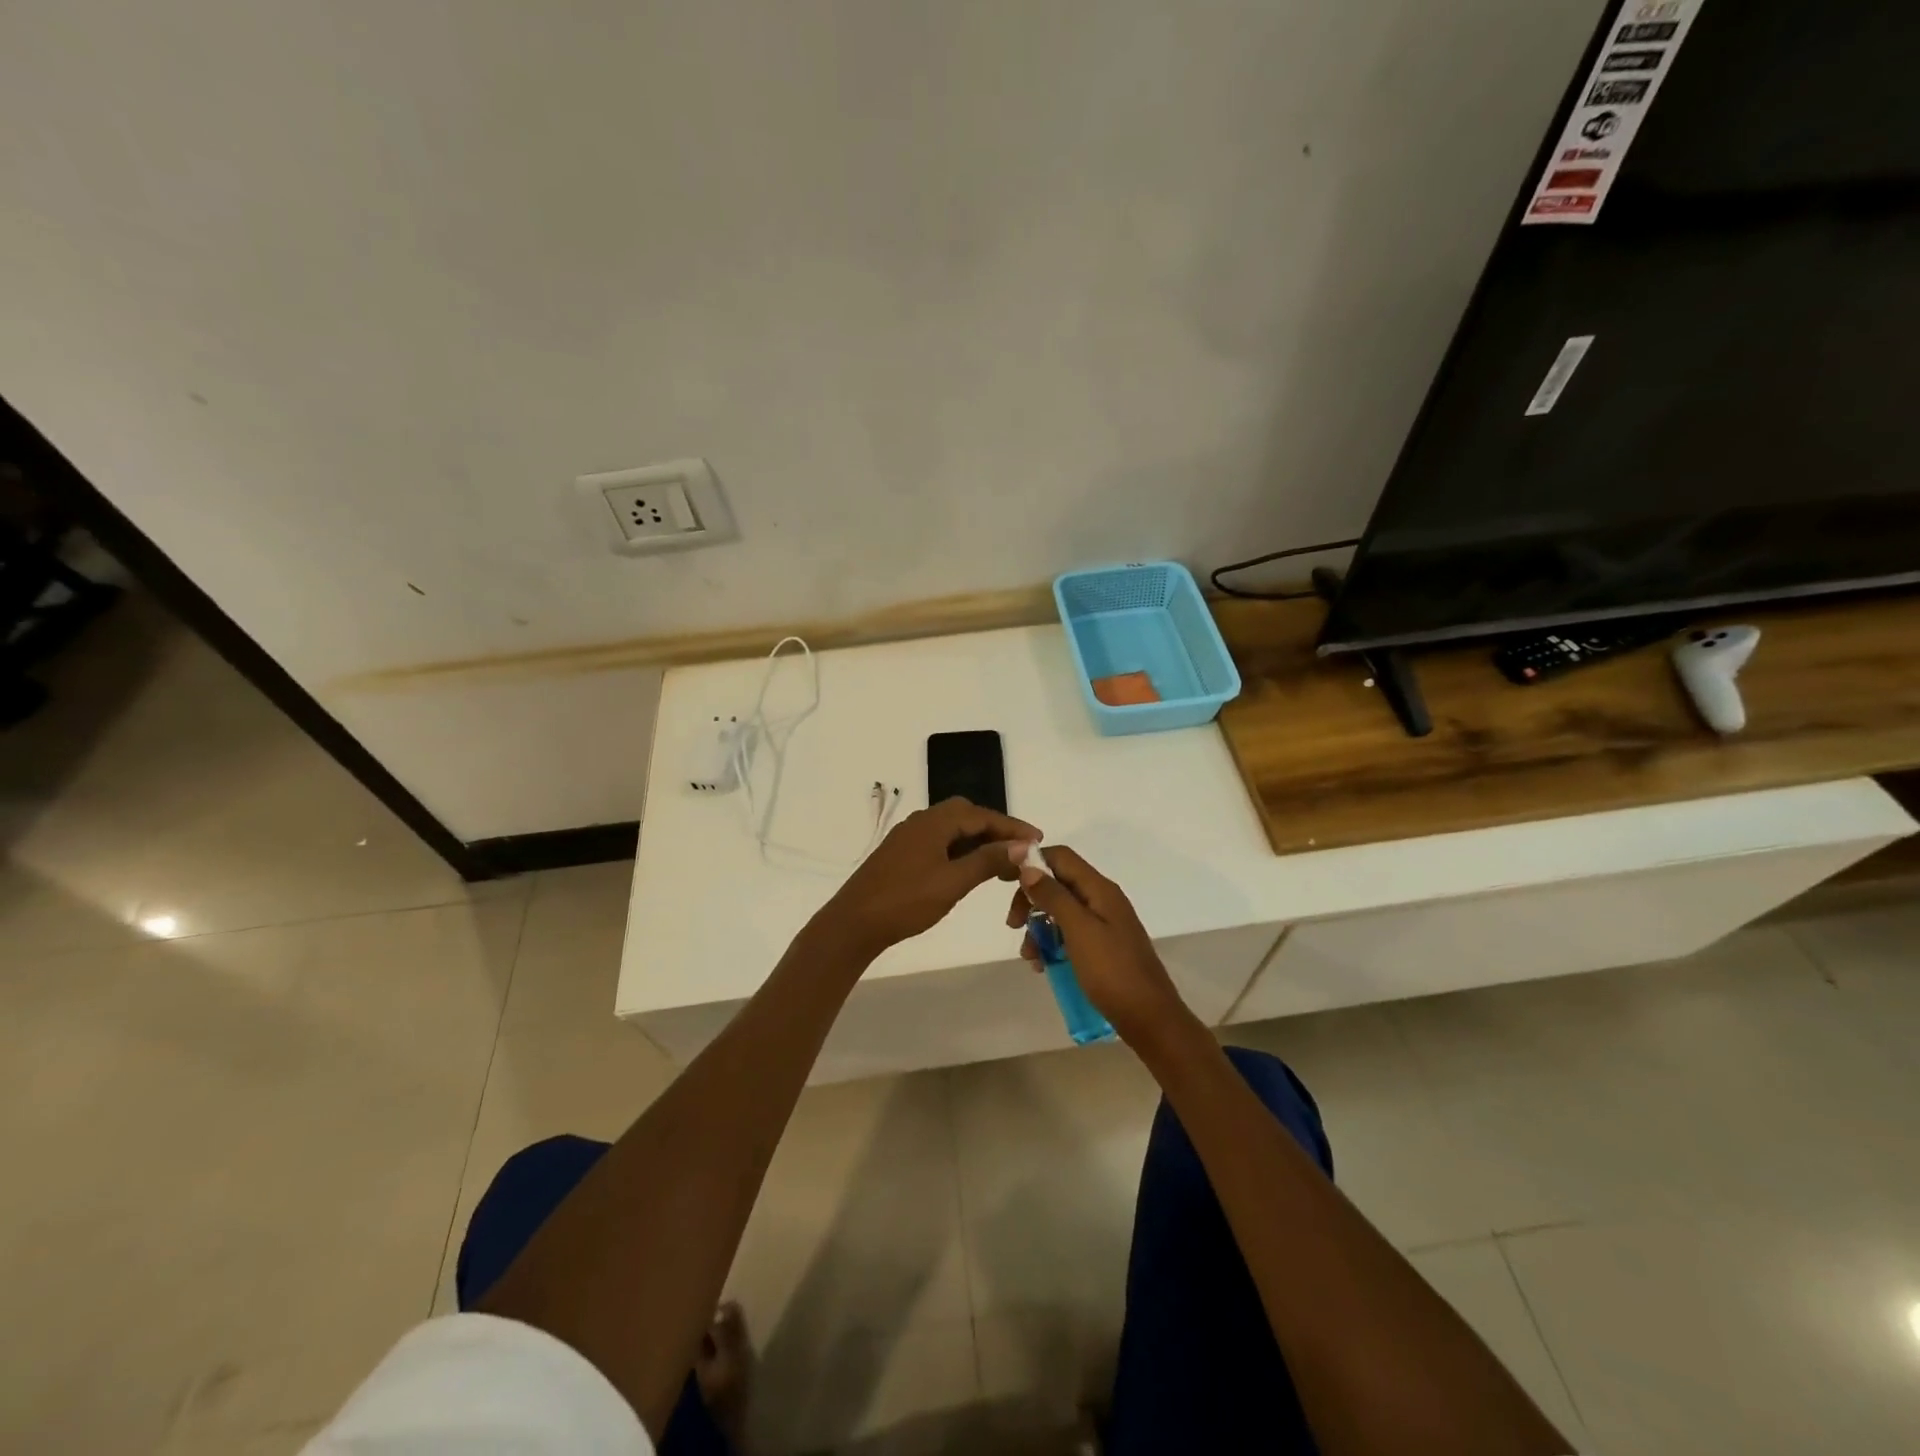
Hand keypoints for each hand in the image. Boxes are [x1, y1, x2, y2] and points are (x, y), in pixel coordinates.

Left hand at [817, 797, 1039, 957]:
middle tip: (1020, 853)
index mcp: (934, 822)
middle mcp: (922, 821)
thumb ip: (988, 861)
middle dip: (996, 832)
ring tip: (1002, 866)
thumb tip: (1022, 846)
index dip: (1012, 827)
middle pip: (967, 817)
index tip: (1038, 839)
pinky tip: (970, 871)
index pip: (982, 815)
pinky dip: (961, 852)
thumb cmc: (906, 901)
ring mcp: (909, 838)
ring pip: (953, 831)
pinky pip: (940, 843)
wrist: (854, 923)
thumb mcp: (953, 882)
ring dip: (979, 843)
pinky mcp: (902, 854)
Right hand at [1004, 845, 1190, 1045]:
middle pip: (1058, 883)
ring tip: (1030, 956)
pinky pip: (1069, 934)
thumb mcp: (1079, 930)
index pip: (1061, 857)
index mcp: (1100, 889)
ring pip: (1061, 911)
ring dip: (1039, 927)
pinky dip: (1052, 944)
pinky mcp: (1102, 947)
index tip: (1005, 882)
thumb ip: (1054, 896)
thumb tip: (1028, 866)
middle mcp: (1102, 899)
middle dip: (1031, 899)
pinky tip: (1043, 966)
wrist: (1149, 1018)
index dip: (1032, 862)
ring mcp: (1104, 924)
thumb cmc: (1112, 971)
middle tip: (1013, 925)